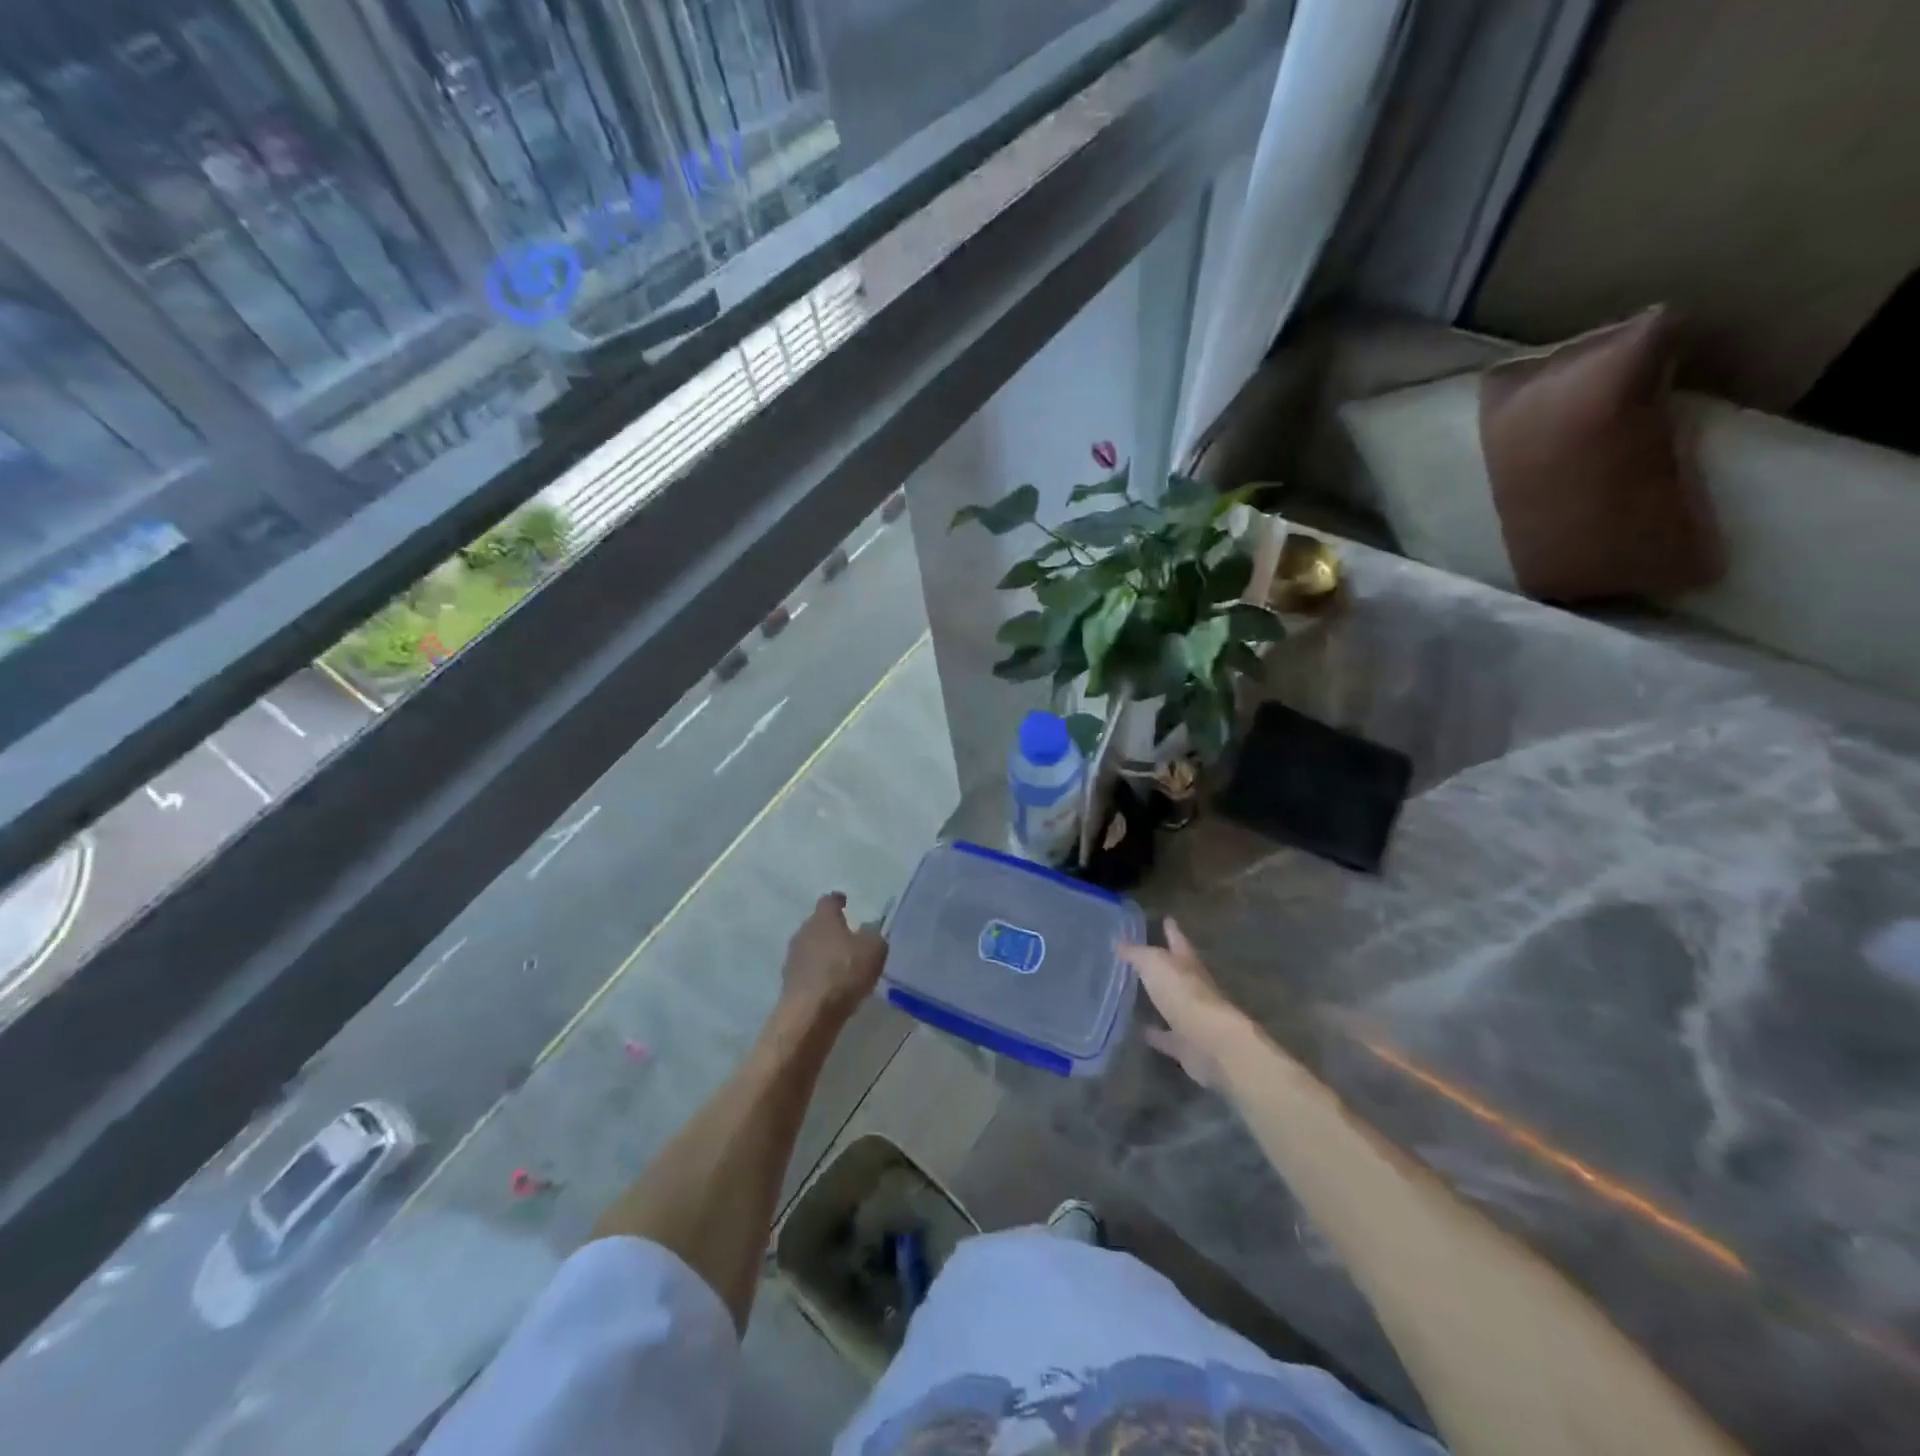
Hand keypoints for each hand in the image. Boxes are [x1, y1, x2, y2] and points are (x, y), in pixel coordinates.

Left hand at [780, 892, 886, 1022]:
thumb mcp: (874, 950)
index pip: (829, 900)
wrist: (809, 1014)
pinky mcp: (789, 982)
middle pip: (817, 924)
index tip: (845, 901)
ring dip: (823, 952)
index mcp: (823, 918)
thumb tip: (868, 932)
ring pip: (811, 948)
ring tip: (841, 963)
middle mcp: (803, 932)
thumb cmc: (844, 972)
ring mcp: (792, 958)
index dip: (838, 900)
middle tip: (848, 936)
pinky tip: (831, 984)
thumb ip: (873, 937)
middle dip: (831, 929)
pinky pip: (807, 970)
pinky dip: (818, 973)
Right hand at [1122, 918, 1250, 1089]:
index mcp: (1188, 963)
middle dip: (1165, 964)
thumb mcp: (1154, 964)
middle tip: (1143, 956)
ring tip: (1135, 994)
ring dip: (1159, 999)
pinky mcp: (1187, 1045)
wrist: (1212, 1043)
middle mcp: (1193, 987)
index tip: (1167, 918)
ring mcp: (1192, 1017)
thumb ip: (1137, 953)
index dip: (1171, 929)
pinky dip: (1155, 1034)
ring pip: (1172, 1003)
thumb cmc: (1184, 994)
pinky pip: (1167, 1036)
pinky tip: (1139, 1031)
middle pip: (1177, 971)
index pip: (1178, 940)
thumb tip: (1118, 942)